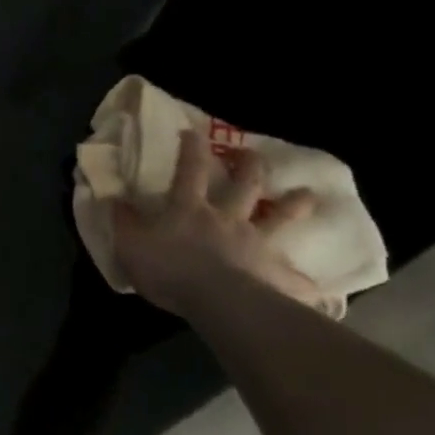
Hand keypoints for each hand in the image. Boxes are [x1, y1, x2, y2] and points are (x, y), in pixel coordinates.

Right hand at [104, 131, 325, 315]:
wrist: (218, 302)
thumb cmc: (169, 269)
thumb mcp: (130, 243)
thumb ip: (122, 221)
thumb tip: (113, 198)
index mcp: (190, 208)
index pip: (190, 170)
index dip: (191, 149)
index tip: (194, 132)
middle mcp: (227, 218)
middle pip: (243, 186)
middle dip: (248, 166)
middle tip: (253, 153)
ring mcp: (255, 244)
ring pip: (278, 219)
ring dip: (293, 205)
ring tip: (308, 194)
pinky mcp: (275, 275)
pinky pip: (294, 278)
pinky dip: (306, 282)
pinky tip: (321, 288)